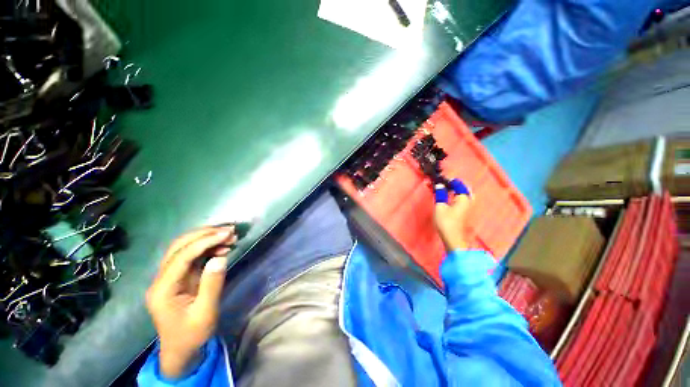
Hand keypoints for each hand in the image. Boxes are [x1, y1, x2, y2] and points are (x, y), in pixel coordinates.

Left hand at [146, 226, 235, 378]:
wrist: (181, 350)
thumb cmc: (192, 335)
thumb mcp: (205, 313)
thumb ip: (212, 285)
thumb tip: (221, 257)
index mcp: (163, 290)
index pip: (181, 257)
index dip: (204, 242)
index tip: (227, 234)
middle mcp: (162, 279)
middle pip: (179, 247)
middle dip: (204, 235)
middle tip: (230, 231)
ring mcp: (170, 277)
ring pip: (185, 248)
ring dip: (207, 239)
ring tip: (230, 237)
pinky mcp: (179, 277)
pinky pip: (192, 256)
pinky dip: (208, 248)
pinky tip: (223, 248)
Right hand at [434, 185, 471, 250]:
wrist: (452, 239)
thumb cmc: (446, 222)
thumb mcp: (440, 206)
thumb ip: (440, 194)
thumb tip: (439, 185)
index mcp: (464, 198)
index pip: (458, 184)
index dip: (449, 180)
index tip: (439, 179)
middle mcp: (469, 201)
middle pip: (464, 188)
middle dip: (455, 185)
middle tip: (444, 184)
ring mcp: (468, 208)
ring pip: (464, 194)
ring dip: (455, 190)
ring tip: (445, 189)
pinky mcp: (465, 213)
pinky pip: (462, 200)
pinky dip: (455, 196)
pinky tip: (448, 198)